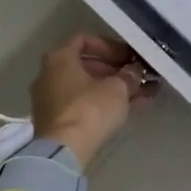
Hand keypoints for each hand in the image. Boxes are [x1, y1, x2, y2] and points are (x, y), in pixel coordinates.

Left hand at [31, 34, 152, 164]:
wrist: (64, 150)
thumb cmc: (90, 109)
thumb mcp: (118, 88)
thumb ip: (129, 75)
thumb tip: (135, 70)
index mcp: (59, 58)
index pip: (85, 40)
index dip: (110, 45)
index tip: (129, 56)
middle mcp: (48, 74)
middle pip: (86, 65)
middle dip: (115, 69)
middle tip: (138, 75)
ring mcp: (49, 99)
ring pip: (86, 87)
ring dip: (112, 88)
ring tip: (142, 93)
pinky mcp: (55, 120)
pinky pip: (82, 104)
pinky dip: (102, 103)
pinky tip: (128, 109)